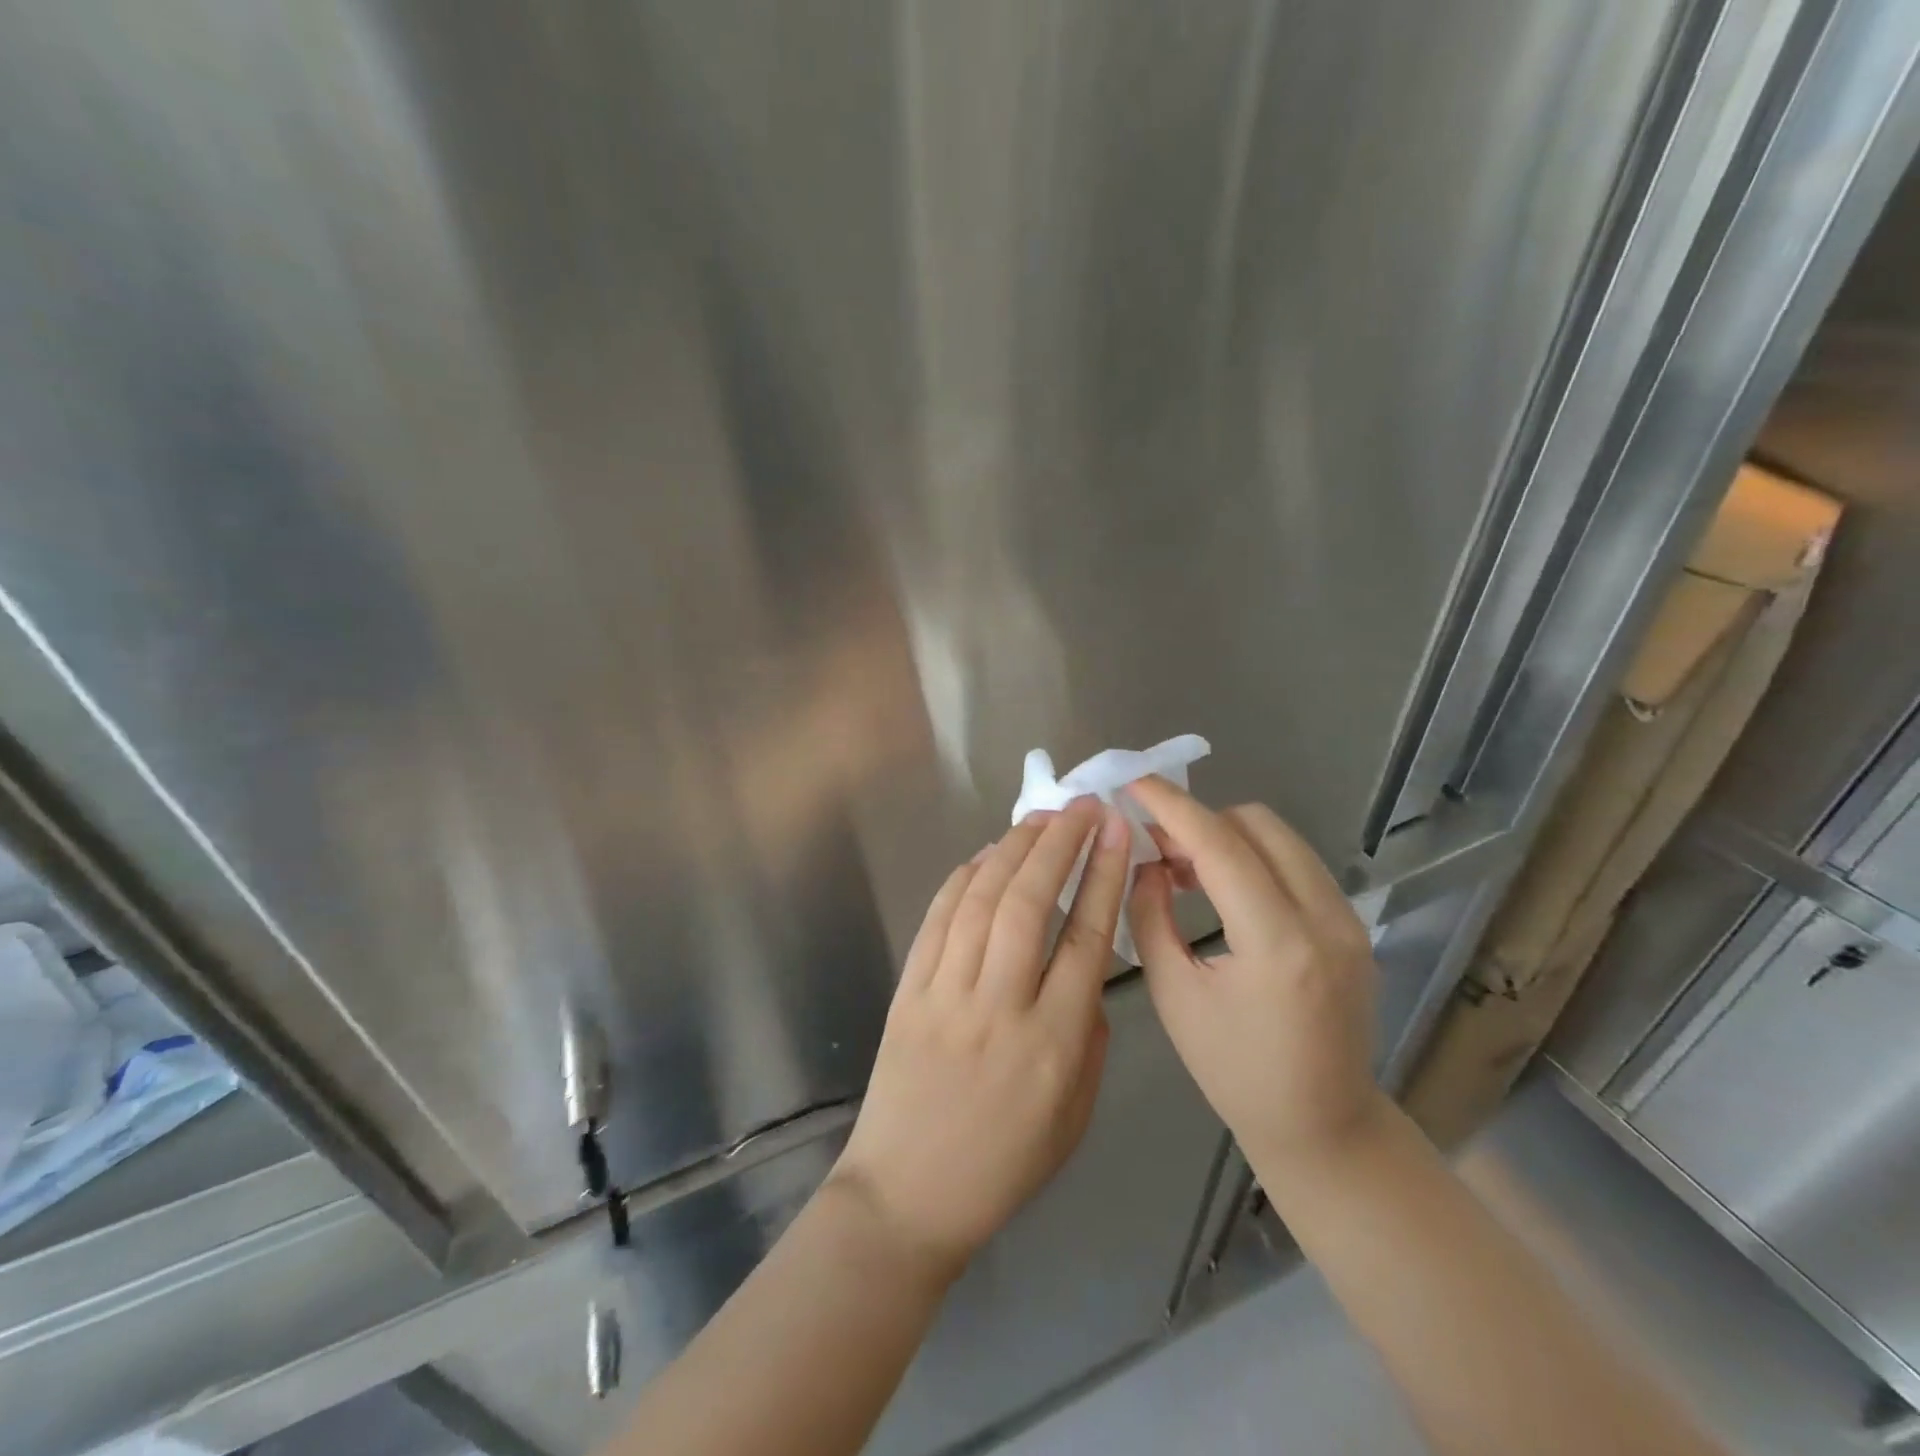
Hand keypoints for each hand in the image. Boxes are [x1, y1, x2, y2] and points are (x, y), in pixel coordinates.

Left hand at [830, 797, 1129, 1275]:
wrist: (908, 1194)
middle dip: (1060, 844)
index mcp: (1053, 1042)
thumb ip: (1089, 1032)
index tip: (1116, 833)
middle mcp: (999, 1006)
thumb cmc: (1005, 1163)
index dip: (1103, 876)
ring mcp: (946, 994)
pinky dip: (963, 879)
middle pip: (1032, 903)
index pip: (1086, 938)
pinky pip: (938, 920)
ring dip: (1013, 849)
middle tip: (1082, 806)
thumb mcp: (1076, 1112)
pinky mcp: (909, 991)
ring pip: (983, 900)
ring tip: (1041, 818)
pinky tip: (985, 855)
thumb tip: (1084, 965)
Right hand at [1126, 778, 1384, 1171]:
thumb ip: (1151, 916)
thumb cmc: (1235, 1072)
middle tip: (1156, 846)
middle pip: (1257, 825)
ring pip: (1280, 838)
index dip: (1173, 806)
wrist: (1324, 1126)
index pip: (1221, 846)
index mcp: (1279, 944)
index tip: (1134, 782)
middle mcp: (1325, 920)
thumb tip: (1146, 862)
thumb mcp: (1175, 996)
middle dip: (1199, 820)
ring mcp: (1348, 921)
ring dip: (1226, 837)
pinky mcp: (1352, 926)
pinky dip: (1253, 858)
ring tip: (1184, 869)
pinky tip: (1222, 889)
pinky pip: (1296, 863)